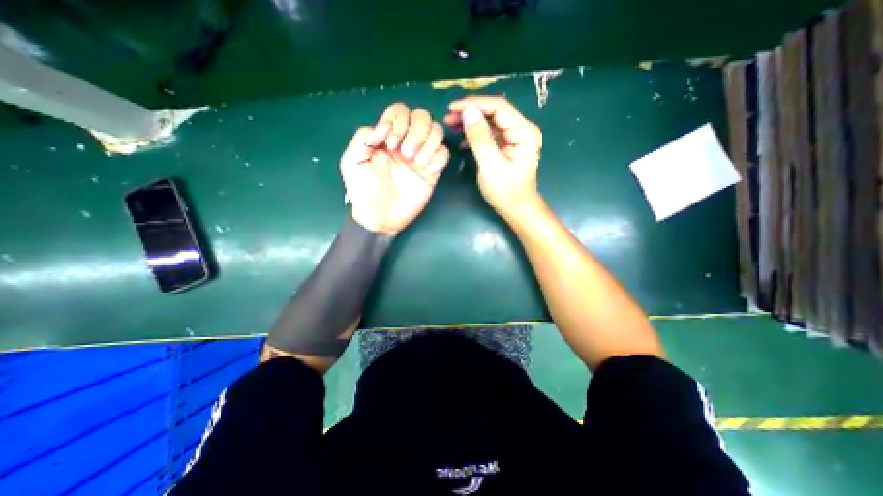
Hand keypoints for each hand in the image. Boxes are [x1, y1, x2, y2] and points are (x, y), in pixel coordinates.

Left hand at [338, 101, 448, 234]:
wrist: (380, 217)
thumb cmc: (364, 191)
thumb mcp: (352, 162)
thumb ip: (363, 138)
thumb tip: (385, 126)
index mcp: (386, 137)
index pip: (400, 110)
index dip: (399, 121)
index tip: (391, 145)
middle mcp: (406, 142)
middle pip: (423, 116)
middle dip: (416, 130)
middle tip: (405, 153)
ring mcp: (421, 156)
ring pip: (437, 132)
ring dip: (429, 142)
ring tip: (416, 162)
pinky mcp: (433, 172)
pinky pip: (444, 154)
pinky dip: (438, 157)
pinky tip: (426, 169)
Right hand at [445, 94, 541, 213]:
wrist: (517, 209)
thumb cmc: (506, 191)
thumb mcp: (490, 166)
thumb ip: (480, 138)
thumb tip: (468, 112)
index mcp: (523, 132)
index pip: (498, 107)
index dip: (475, 104)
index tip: (452, 107)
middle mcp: (521, 130)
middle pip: (494, 112)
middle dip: (471, 112)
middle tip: (448, 117)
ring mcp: (514, 137)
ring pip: (490, 121)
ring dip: (471, 122)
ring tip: (451, 124)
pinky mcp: (507, 146)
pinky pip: (490, 133)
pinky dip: (475, 133)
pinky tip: (462, 139)